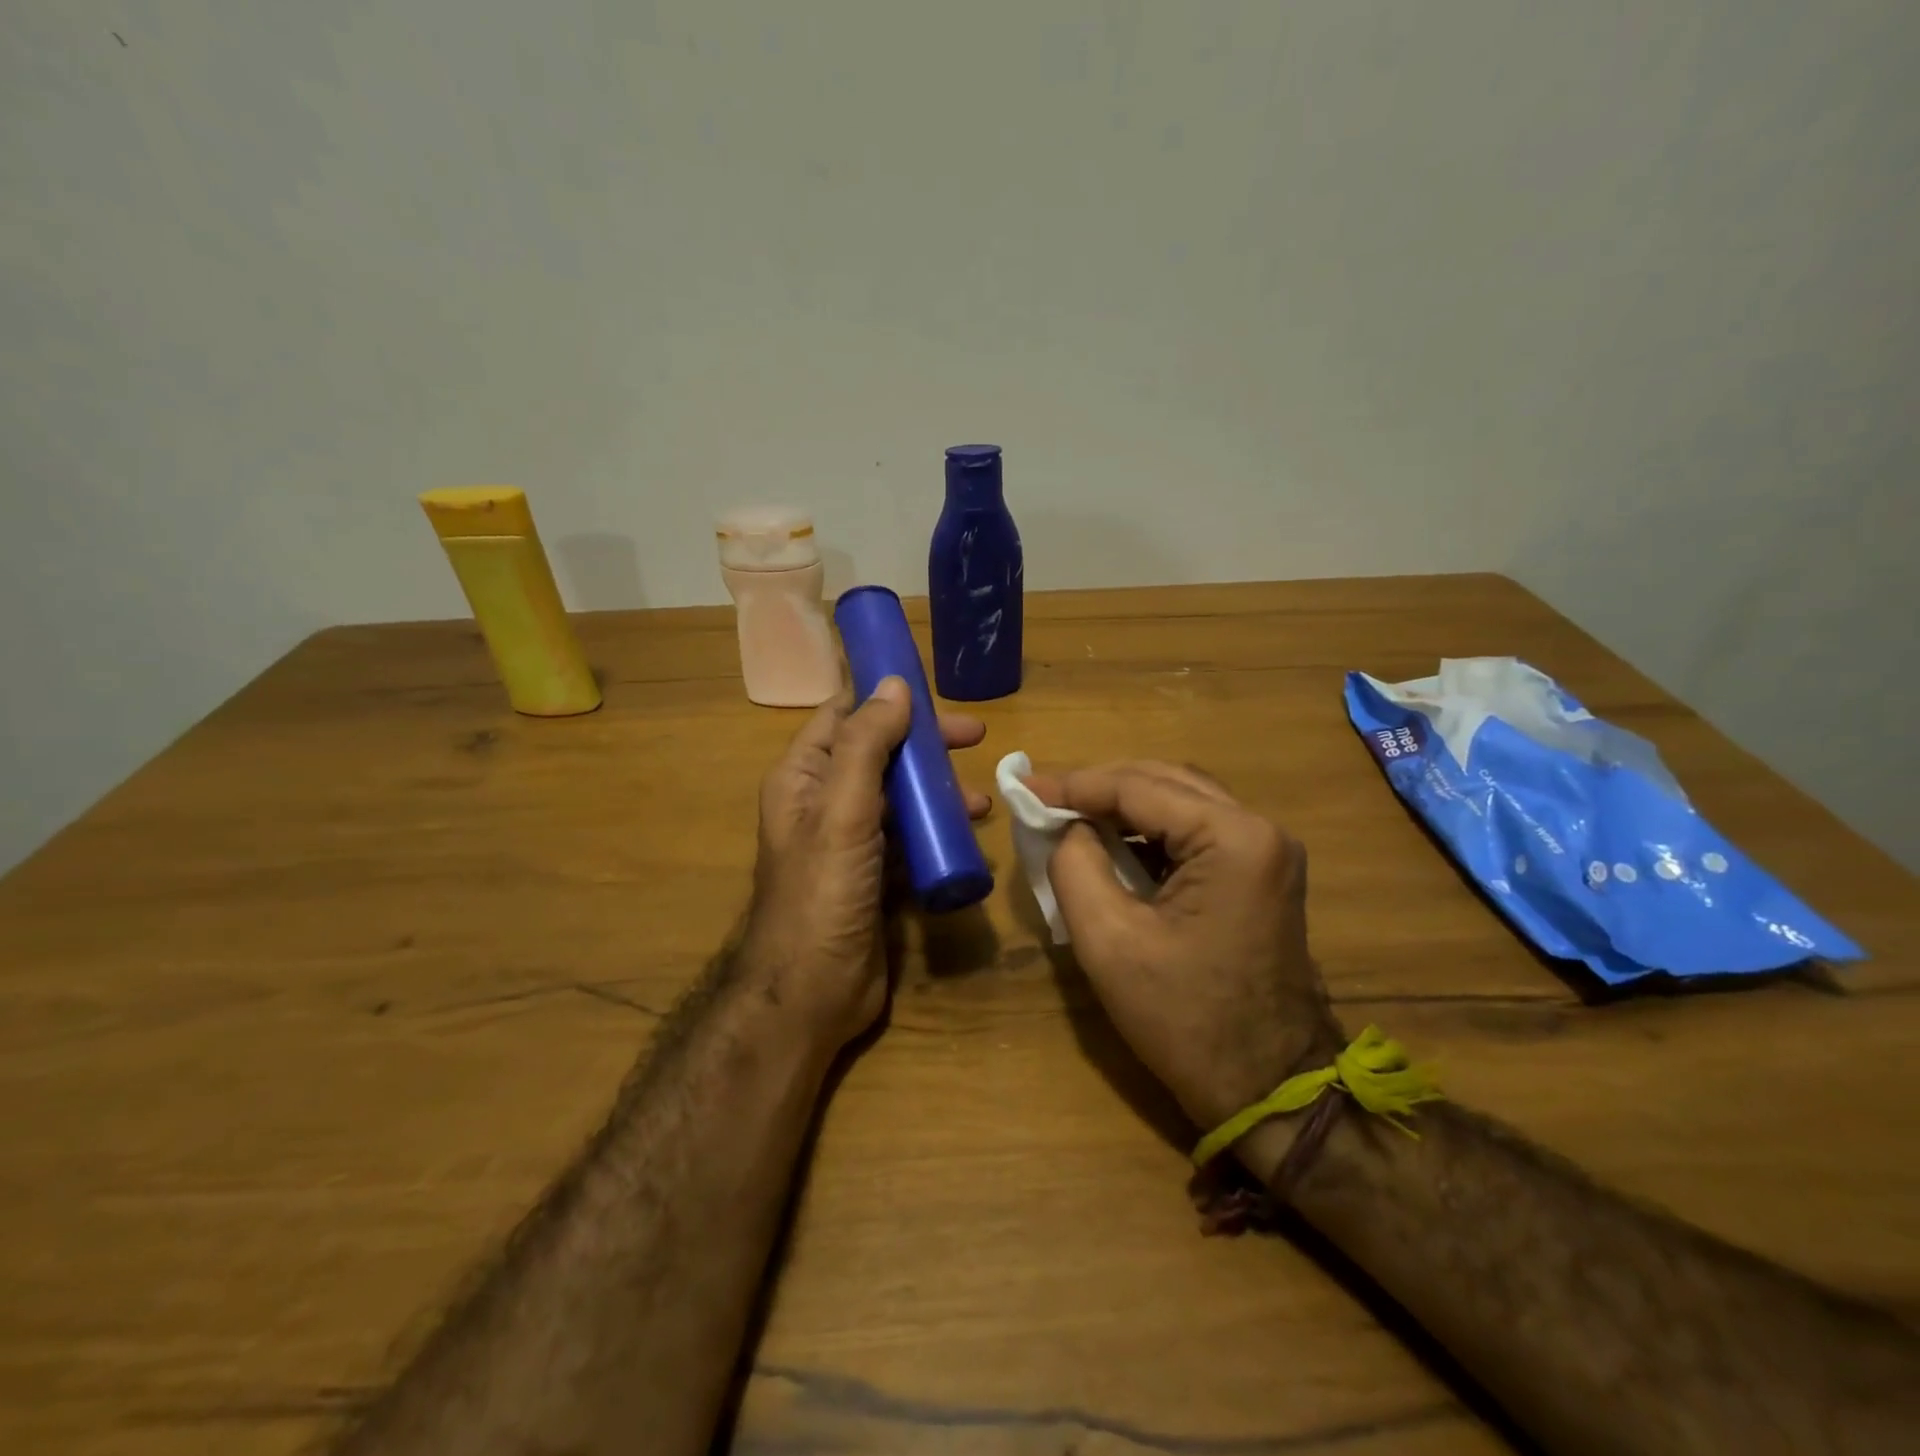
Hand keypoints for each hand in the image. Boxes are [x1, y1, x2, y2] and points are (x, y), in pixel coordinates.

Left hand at [740, 678, 989, 1050]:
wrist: (812, 996)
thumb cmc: (822, 895)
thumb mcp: (842, 812)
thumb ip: (866, 746)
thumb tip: (893, 684)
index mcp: (803, 777)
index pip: (843, 715)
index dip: (883, 695)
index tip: (932, 687)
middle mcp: (824, 801)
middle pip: (880, 752)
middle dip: (925, 743)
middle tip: (975, 736)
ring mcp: (851, 841)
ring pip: (900, 796)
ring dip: (939, 789)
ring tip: (982, 799)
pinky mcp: (876, 875)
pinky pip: (911, 837)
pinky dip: (939, 830)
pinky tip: (970, 835)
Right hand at [1022, 762, 1340, 1156]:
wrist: (1269, 1090)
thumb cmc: (1186, 1021)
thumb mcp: (1109, 942)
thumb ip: (1075, 866)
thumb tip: (1068, 827)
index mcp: (1232, 839)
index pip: (1139, 786)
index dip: (1074, 784)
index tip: (1024, 787)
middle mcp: (1259, 829)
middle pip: (1164, 781)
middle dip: (1099, 787)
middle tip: (1044, 798)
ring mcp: (1266, 851)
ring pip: (1181, 800)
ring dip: (1124, 805)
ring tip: (1070, 816)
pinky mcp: (1261, 873)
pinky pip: (1196, 831)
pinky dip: (1150, 830)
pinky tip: (1113, 843)